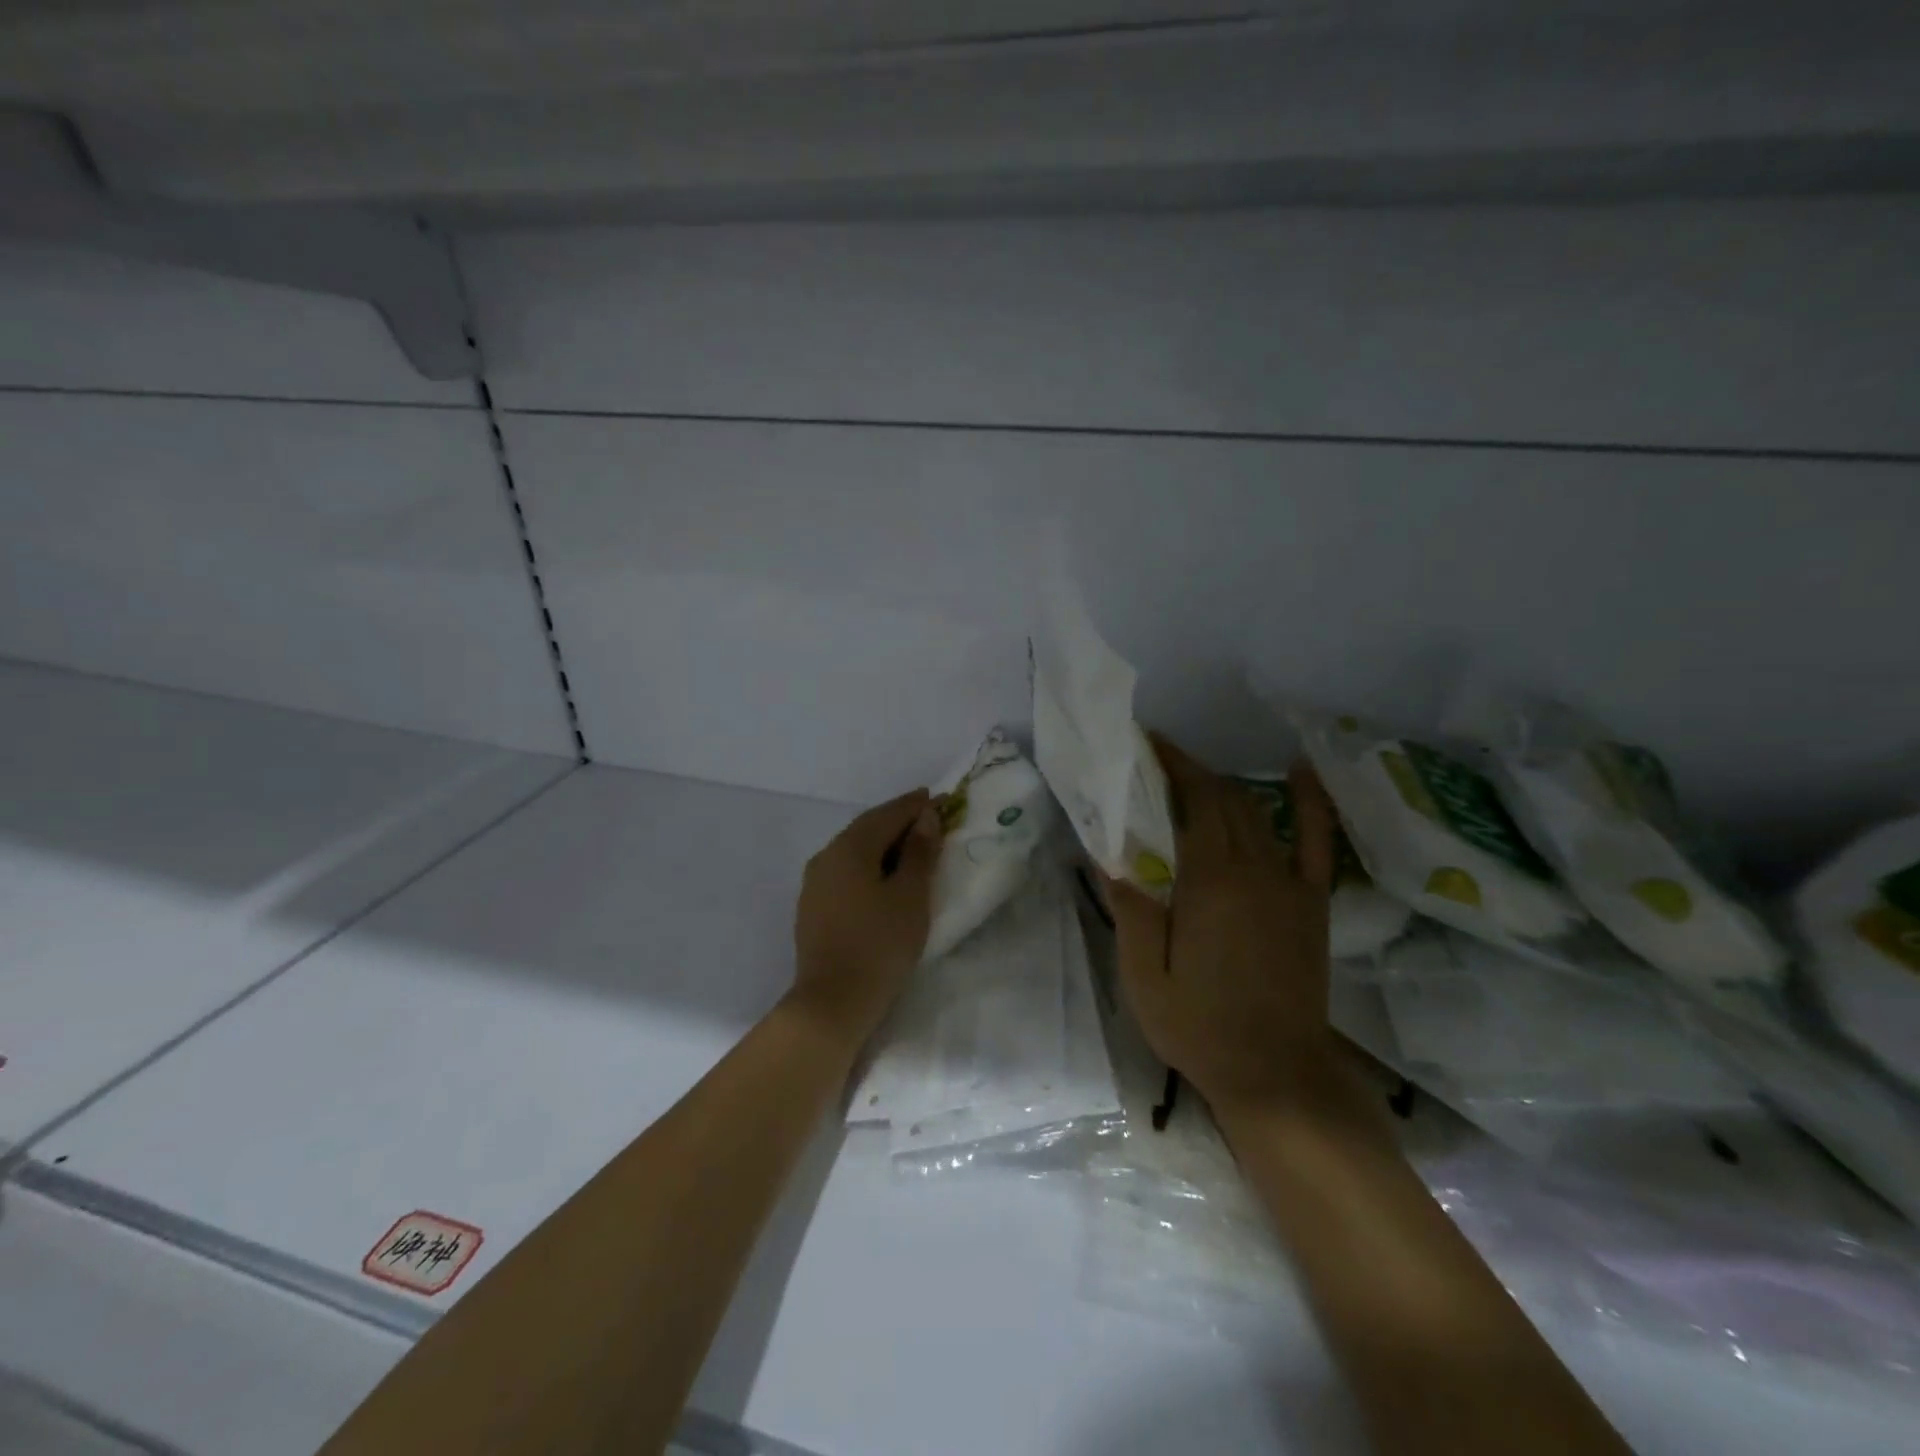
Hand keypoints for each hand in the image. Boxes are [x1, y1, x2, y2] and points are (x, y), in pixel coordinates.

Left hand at [792, 788, 941, 1041]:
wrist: (832, 1002)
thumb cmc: (879, 945)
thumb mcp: (910, 896)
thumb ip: (918, 852)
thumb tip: (925, 817)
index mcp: (850, 847)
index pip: (887, 814)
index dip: (915, 806)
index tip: (941, 799)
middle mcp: (826, 856)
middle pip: (867, 828)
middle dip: (898, 819)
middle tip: (929, 816)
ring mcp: (815, 882)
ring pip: (854, 849)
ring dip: (883, 841)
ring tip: (912, 844)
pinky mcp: (813, 906)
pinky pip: (846, 870)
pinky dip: (869, 863)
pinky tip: (884, 874)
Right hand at [1106, 735, 1339, 1115]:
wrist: (1276, 1073)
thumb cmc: (1200, 1027)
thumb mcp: (1144, 979)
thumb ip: (1130, 912)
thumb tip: (1108, 855)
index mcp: (1210, 882)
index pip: (1193, 801)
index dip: (1173, 765)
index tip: (1148, 744)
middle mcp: (1254, 869)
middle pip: (1225, 799)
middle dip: (1192, 771)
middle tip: (1159, 762)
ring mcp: (1289, 883)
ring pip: (1257, 813)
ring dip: (1227, 787)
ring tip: (1196, 777)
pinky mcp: (1312, 902)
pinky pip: (1316, 841)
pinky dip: (1310, 802)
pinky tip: (1299, 772)